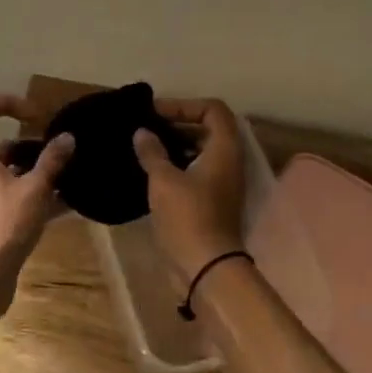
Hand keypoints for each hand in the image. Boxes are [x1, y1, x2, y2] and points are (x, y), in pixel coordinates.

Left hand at [0, 94, 73, 313]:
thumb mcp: (35, 190)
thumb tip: (67, 137)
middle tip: (58, 151)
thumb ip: (52, 161)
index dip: (6, 101)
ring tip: (67, 176)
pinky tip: (63, 205)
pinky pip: (8, 194)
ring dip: (34, 169)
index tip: (35, 115)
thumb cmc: (4, 226)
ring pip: (5, 170)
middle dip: (29, 143)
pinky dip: (31, 193)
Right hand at [133, 98, 246, 285]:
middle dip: (178, 123)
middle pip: (208, 129)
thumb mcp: (164, 180)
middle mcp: (229, 162)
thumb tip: (142, 132)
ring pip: (201, 152)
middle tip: (147, 127)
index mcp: (224, 150)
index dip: (185, 104)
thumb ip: (152, 152)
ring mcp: (222, 184)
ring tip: (145, 147)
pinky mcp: (212, 202)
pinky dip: (177, 165)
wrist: (206, 268)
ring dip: (176, 145)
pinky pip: (196, 172)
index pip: (213, 109)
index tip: (157, 113)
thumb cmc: (188, 217)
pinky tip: (151, 171)